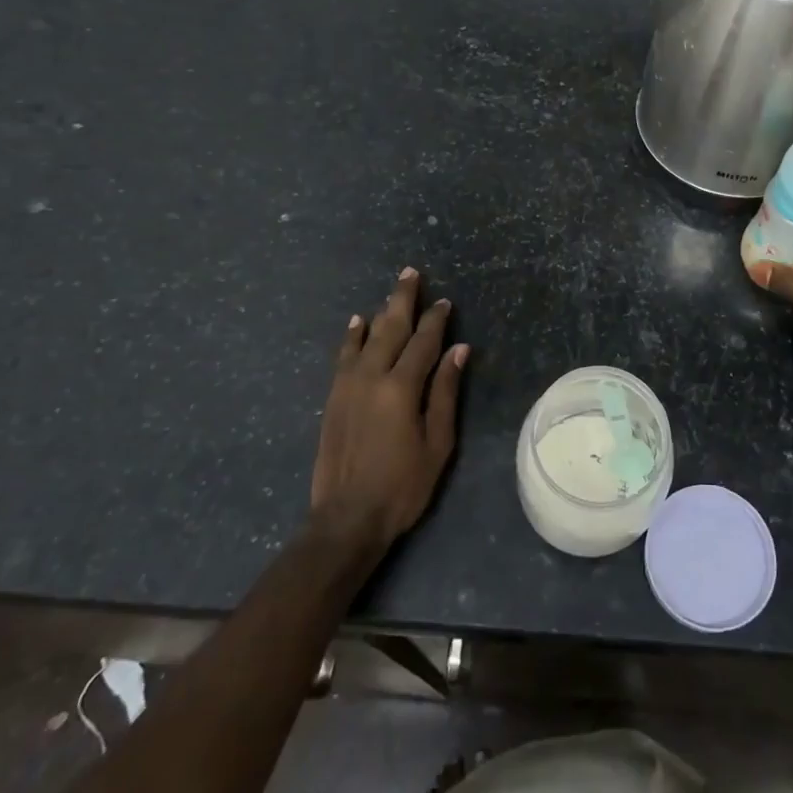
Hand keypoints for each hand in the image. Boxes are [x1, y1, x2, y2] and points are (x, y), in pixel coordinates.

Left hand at [310, 267, 467, 549]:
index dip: (436, 320)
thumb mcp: (438, 443)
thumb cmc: (403, 485)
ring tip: (391, 291)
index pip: (423, 342)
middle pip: (391, 328)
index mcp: (402, 388)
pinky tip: (357, 322)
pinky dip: (352, 336)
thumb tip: (458, 350)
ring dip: (380, 311)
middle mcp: (372, 377)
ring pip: (366, 337)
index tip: (445, 302)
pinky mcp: (333, 398)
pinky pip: (343, 355)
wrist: (346, 519)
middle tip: (411, 273)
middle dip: (403, 299)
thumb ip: (446, 392)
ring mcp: (347, 385)